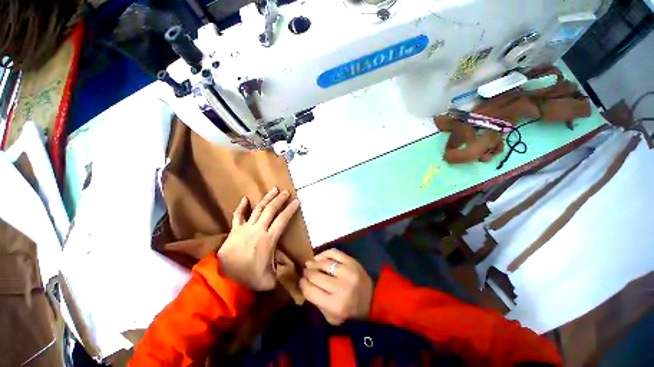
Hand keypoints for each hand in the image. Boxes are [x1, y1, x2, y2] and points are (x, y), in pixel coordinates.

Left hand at [218, 187, 299, 290]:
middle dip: (279, 200)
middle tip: (286, 192)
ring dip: (266, 198)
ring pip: (257, 209)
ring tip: (273, 189)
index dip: (290, 209)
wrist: (223, 281)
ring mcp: (245, 228)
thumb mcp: (272, 279)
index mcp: (268, 239)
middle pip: (270, 210)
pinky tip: (245, 198)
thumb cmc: (249, 279)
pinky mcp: (234, 230)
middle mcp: (258, 230)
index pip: (282, 220)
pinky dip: (241, 207)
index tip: (296, 201)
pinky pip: (238, 216)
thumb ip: (284, 269)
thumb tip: (292, 263)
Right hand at [299, 249, 372, 324]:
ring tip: (310, 264)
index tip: (301, 281)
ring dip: (314, 263)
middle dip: (307, 273)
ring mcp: (348, 271)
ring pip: (324, 263)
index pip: (310, 291)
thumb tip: (304, 284)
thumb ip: (316, 302)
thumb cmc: (350, 312)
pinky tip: (319, 257)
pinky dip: (324, 254)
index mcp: (335, 305)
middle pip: (315, 275)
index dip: (302, 284)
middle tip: (305, 272)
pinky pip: (334, 253)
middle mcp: (341, 287)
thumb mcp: (331, 317)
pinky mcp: (352, 261)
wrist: (372, 300)